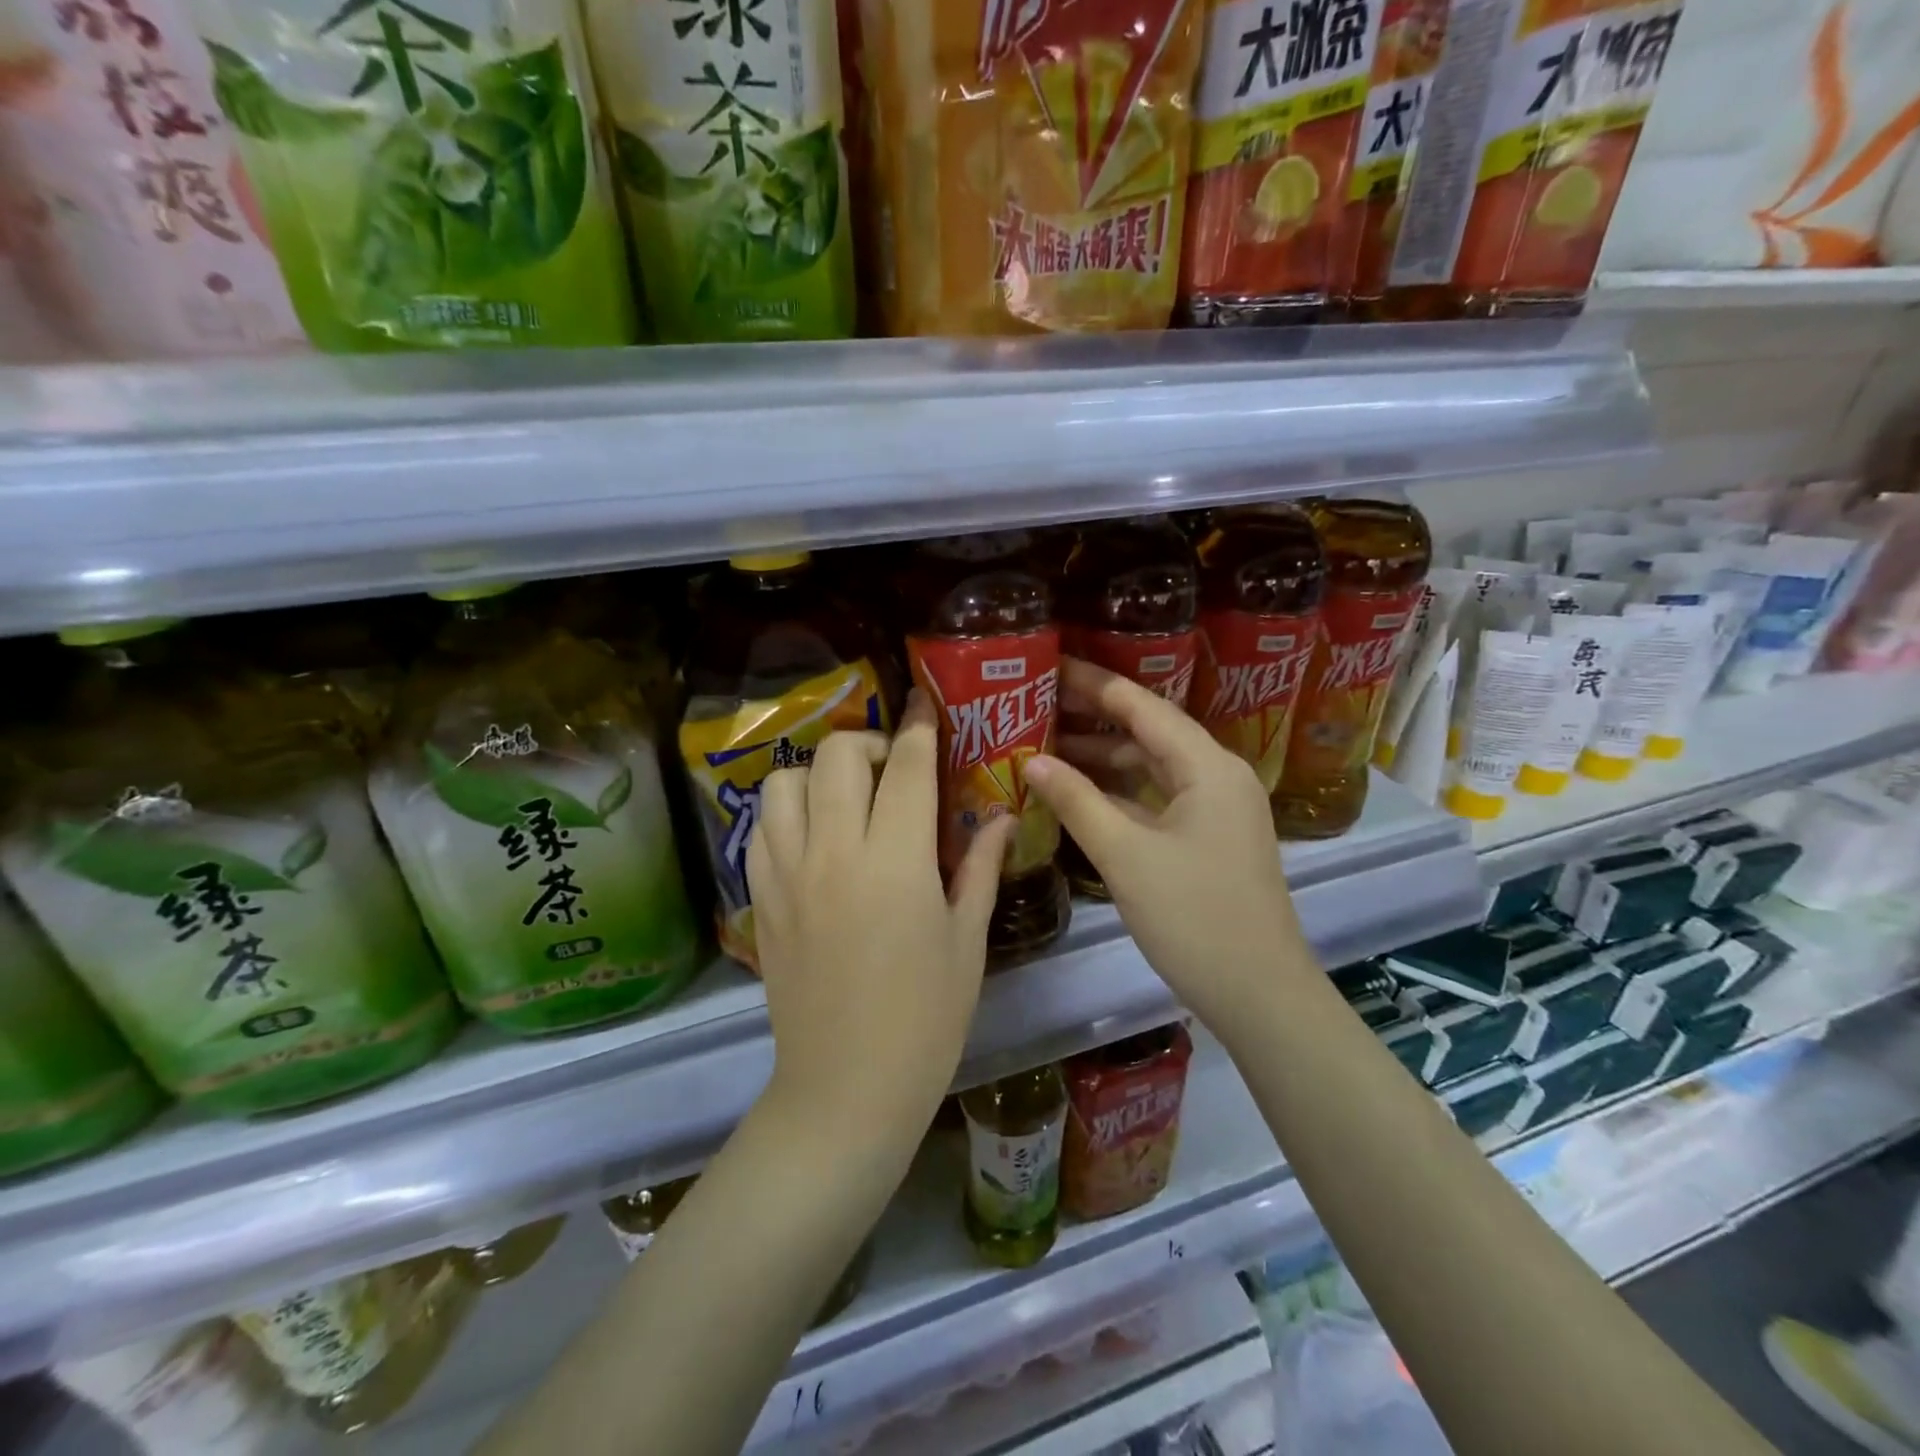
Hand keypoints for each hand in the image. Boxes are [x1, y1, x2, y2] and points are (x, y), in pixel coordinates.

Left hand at [747, 693, 1014, 1149]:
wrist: (846, 1089)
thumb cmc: (926, 1019)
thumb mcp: (966, 941)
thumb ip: (978, 866)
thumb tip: (1001, 816)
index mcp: (895, 862)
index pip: (905, 766)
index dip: (920, 726)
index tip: (927, 706)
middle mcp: (834, 852)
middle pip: (837, 756)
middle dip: (869, 742)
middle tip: (893, 769)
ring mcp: (788, 874)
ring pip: (785, 781)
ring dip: (818, 773)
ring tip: (846, 798)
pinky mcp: (762, 899)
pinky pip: (761, 828)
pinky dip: (786, 812)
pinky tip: (812, 835)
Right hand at [1023, 658, 1319, 1031]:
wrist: (1260, 994)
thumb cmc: (1194, 917)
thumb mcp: (1126, 856)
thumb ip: (1077, 801)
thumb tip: (1030, 759)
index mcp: (1208, 766)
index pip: (1142, 706)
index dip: (1093, 683)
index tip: (1049, 665)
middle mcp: (1217, 775)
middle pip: (1148, 730)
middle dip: (1093, 717)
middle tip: (1037, 704)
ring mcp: (1216, 808)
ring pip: (1151, 766)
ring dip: (1103, 756)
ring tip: (1045, 746)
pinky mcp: (1208, 837)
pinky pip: (1157, 797)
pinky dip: (1119, 791)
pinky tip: (1079, 793)